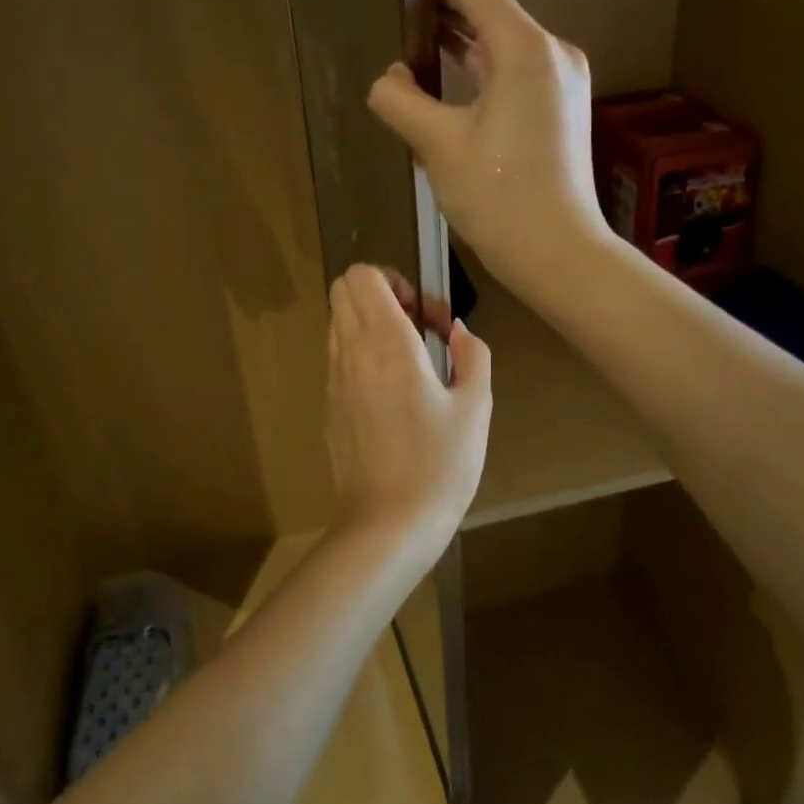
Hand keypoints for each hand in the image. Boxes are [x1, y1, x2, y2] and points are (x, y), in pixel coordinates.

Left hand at [326, 264, 491, 552]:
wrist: (386, 527)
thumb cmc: (439, 467)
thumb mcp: (475, 409)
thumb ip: (472, 357)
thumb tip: (457, 332)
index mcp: (386, 344)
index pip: (362, 276)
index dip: (394, 279)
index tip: (424, 315)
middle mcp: (351, 352)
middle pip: (342, 290)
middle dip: (379, 294)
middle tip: (416, 328)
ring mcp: (333, 380)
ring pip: (338, 323)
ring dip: (369, 324)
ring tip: (408, 361)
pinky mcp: (329, 407)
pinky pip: (338, 358)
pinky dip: (360, 354)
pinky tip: (393, 395)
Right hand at [367, 0, 610, 300]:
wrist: (558, 253)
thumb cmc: (500, 199)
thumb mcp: (438, 147)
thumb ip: (401, 100)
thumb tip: (388, 80)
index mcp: (523, 50)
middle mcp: (548, 51)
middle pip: (489, 3)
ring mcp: (557, 77)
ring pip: (499, 36)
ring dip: (459, 24)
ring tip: (412, 4)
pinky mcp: (555, 102)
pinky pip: (508, 63)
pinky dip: (476, 56)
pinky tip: (445, 56)